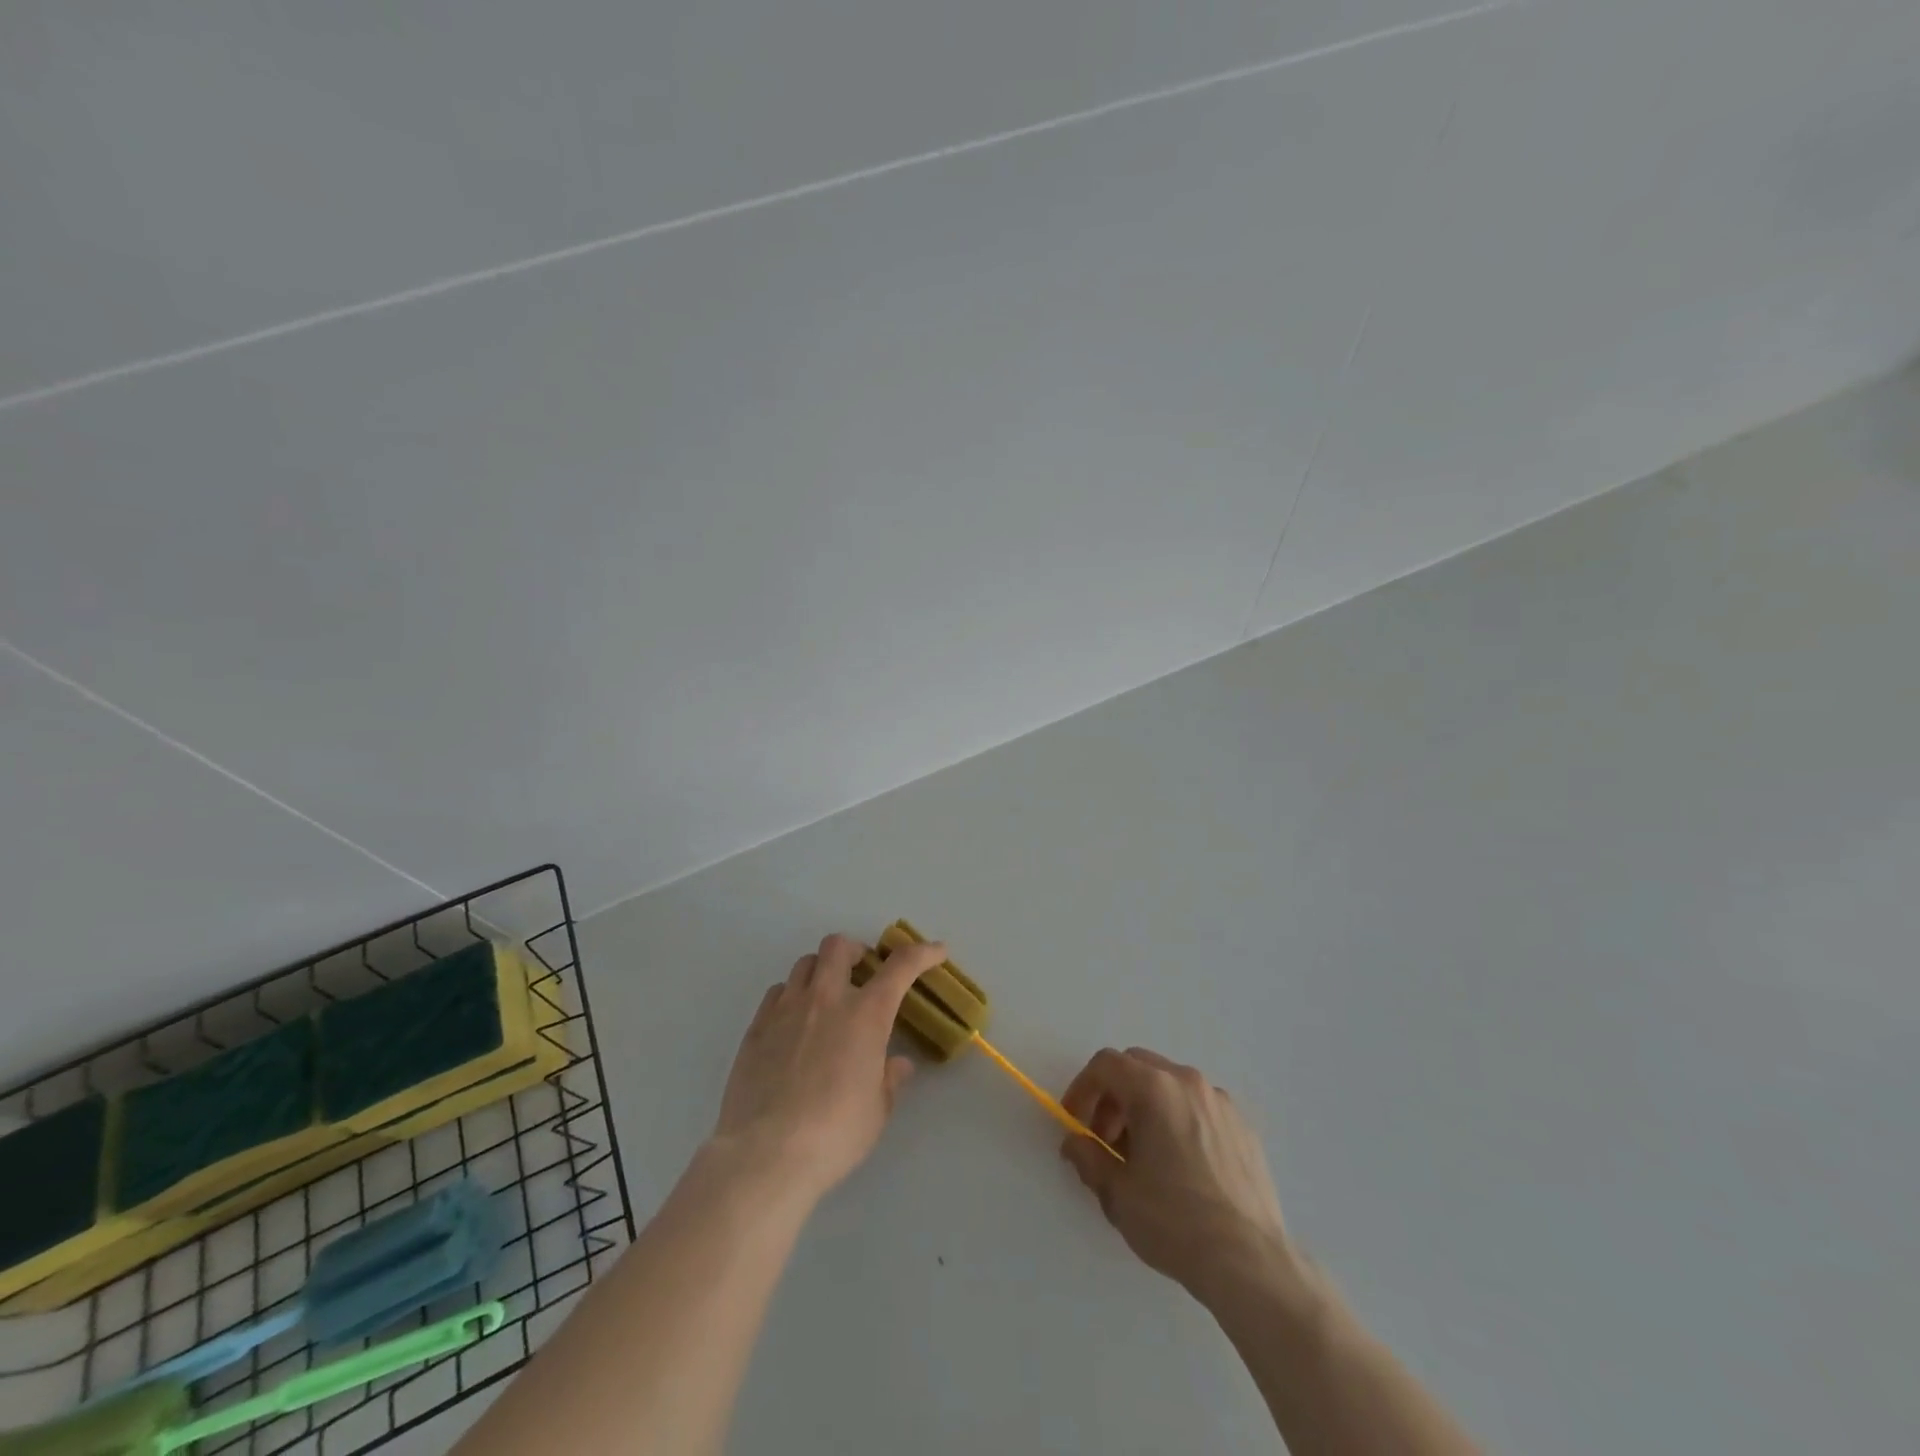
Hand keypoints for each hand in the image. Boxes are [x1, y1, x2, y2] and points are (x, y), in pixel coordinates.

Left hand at [711, 933, 947, 1204]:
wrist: (766, 1154)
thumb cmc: (835, 1133)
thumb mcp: (877, 1110)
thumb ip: (889, 1079)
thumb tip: (897, 1064)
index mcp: (865, 1014)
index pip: (901, 966)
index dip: (924, 952)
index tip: (937, 951)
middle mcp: (826, 998)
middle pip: (839, 946)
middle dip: (856, 951)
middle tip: (863, 973)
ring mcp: (786, 1009)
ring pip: (805, 963)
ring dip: (822, 971)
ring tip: (827, 997)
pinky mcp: (756, 1027)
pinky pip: (777, 992)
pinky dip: (792, 996)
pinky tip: (794, 1022)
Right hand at [1059, 1047, 1293, 1303]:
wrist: (1250, 1263)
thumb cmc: (1174, 1221)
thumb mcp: (1117, 1193)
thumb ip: (1087, 1157)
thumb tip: (1075, 1142)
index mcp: (1154, 1088)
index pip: (1105, 1065)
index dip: (1082, 1089)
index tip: (1076, 1123)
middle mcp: (1188, 1082)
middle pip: (1138, 1067)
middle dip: (1114, 1097)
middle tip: (1106, 1141)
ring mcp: (1221, 1102)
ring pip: (1169, 1086)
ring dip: (1146, 1107)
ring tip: (1143, 1157)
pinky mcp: (1244, 1127)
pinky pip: (1198, 1107)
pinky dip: (1178, 1120)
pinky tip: (1180, 1166)